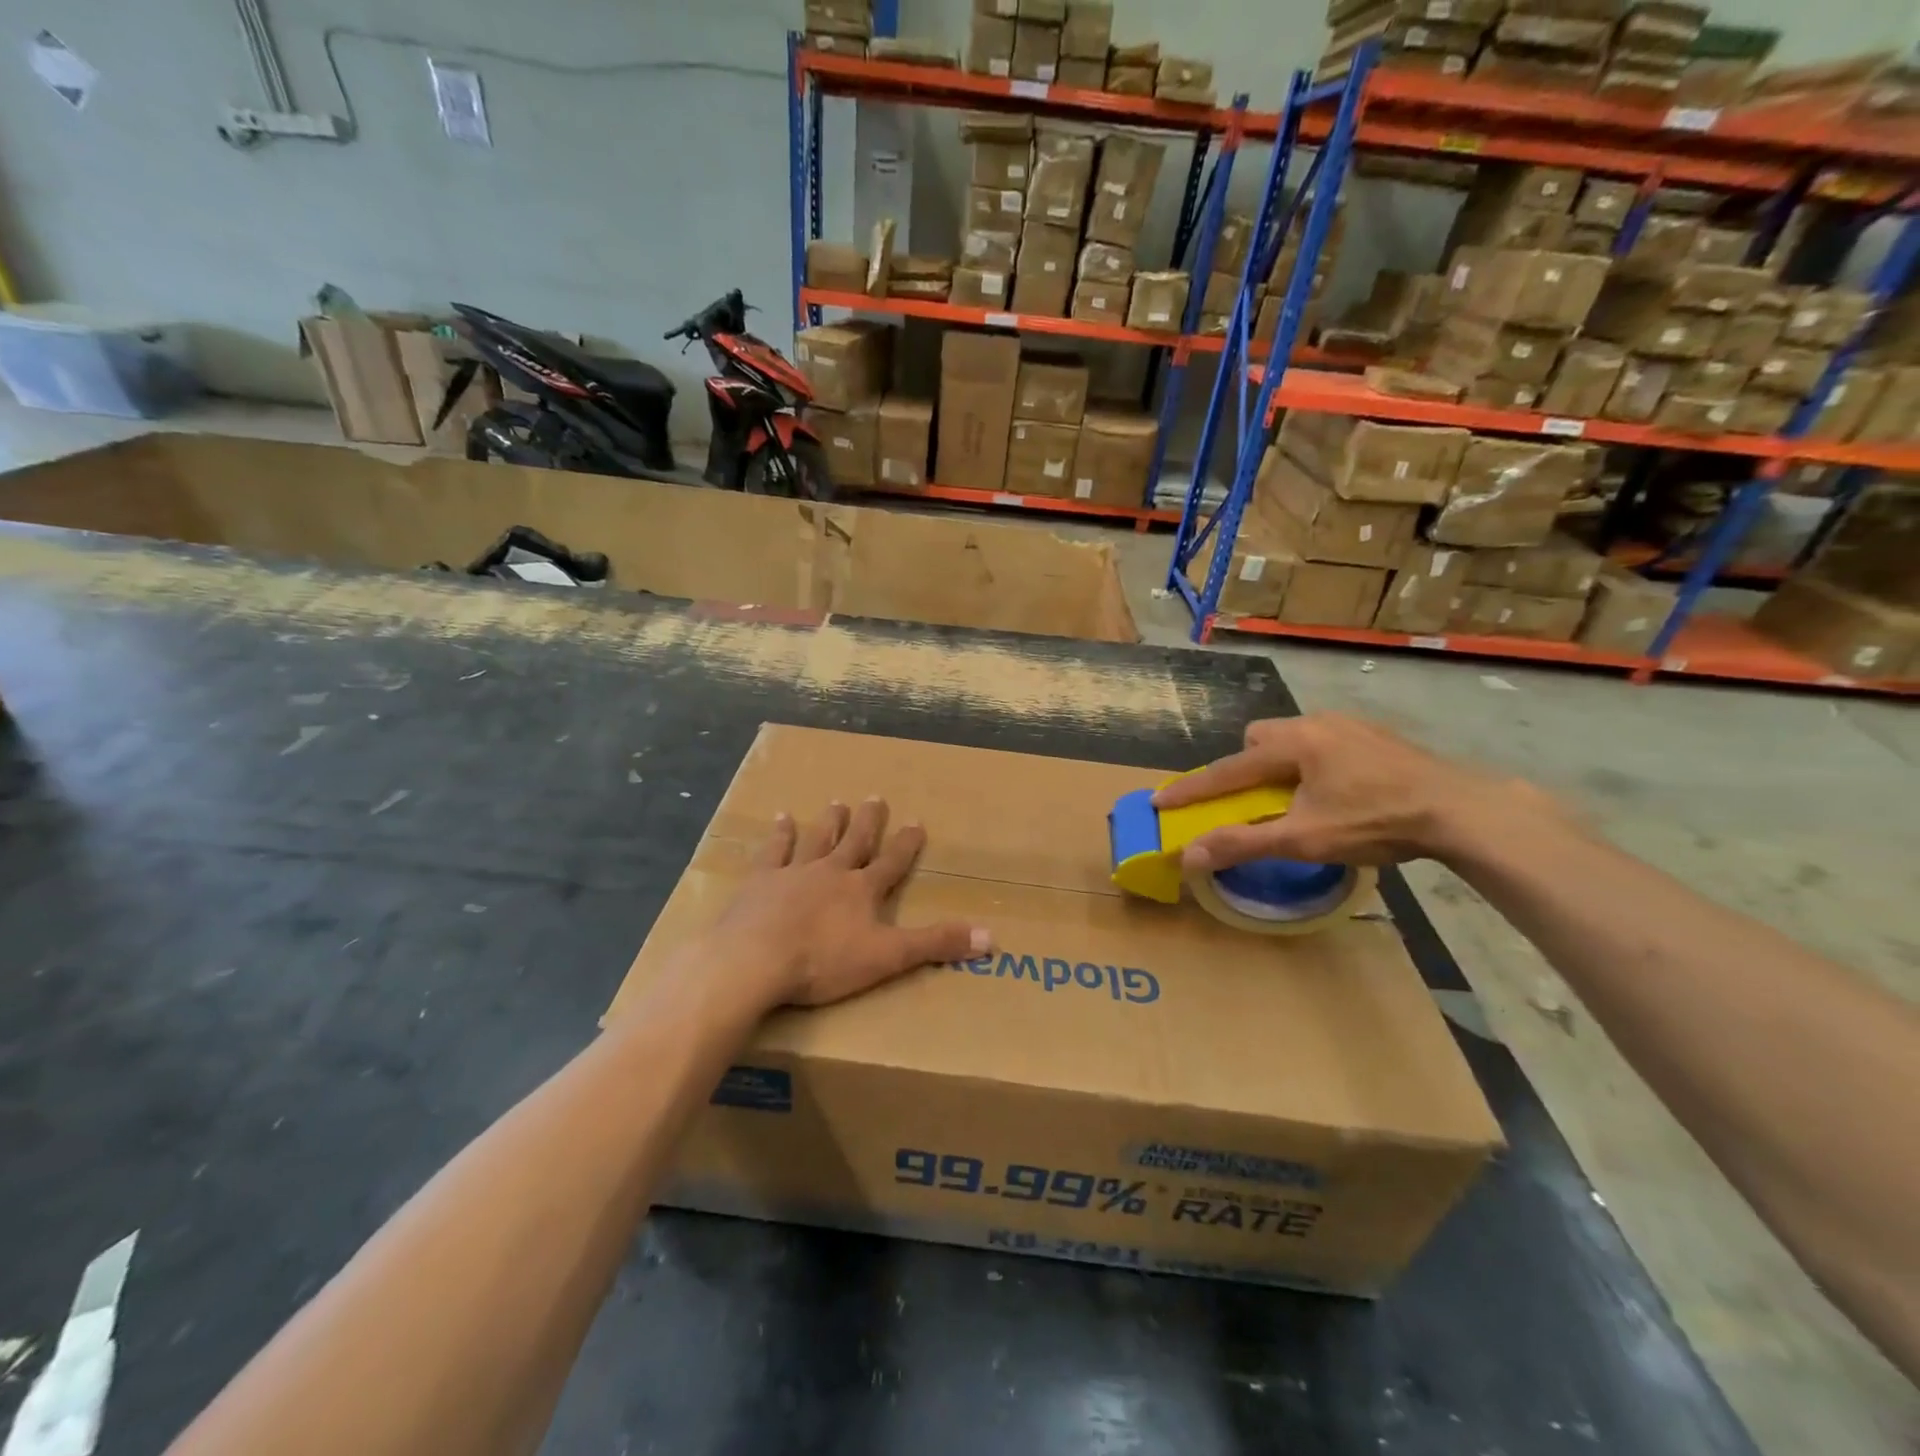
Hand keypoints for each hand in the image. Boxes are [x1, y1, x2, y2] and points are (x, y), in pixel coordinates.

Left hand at [705, 798, 990, 1009]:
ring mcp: (794, 873)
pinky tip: (781, 818)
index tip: (916, 822)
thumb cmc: (823, 961)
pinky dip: (779, 835)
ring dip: (829, 822)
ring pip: (817, 840)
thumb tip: (991, 936)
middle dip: (868, 823)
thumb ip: (936, 944)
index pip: (892, 863)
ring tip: (836, 802)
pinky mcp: (760, 882)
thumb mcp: (888, 957)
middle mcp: (831, 872)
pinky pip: (773, 851)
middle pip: (854, 842)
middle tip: (875, 798)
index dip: (906, 844)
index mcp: (862, 891)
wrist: (755, 959)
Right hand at [1152, 714, 1554, 870]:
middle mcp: (1316, 723)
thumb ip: (1243, 844)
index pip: (1228, 769)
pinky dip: (1313, 764)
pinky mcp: (1375, 735)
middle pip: (1260, 738)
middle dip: (1247, 766)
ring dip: (1282, 764)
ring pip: (1294, 738)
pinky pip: (1324, 742)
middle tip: (1256, 799)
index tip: (1159, 800)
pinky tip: (1338, 791)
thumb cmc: (1375, 821)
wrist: (1461, 810)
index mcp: (1293, 743)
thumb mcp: (1304, 838)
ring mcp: (1349, 725)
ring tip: (1298, 798)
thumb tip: (1190, 856)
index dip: (1192, 788)